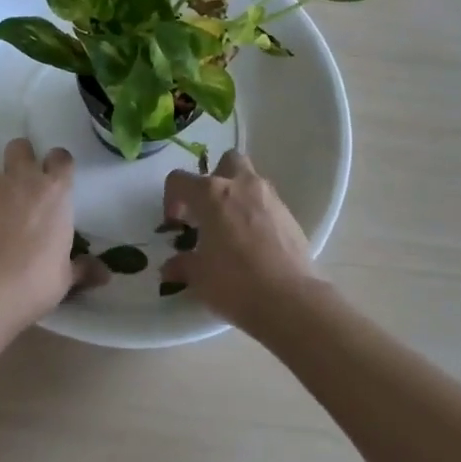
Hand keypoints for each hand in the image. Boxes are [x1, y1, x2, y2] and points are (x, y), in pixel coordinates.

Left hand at [0, 134, 95, 325]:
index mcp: (56, 192)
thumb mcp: (65, 277)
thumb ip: (82, 269)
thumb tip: (105, 274)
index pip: (61, 160)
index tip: (55, 174)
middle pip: (21, 150)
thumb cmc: (36, 281)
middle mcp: (24, 178)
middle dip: (20, 159)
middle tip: (18, 181)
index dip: (57, 164)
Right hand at [160, 150, 321, 333]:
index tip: (175, 224)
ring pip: (251, 180)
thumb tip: (171, 267)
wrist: (289, 299)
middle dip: (215, 180)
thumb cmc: (234, 282)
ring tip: (232, 229)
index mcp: (211, 194)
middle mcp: (241, 185)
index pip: (180, 180)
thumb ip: (182, 265)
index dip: (172, 199)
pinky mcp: (290, 215)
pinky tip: (254, 244)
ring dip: (238, 196)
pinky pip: (268, 204)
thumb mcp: (199, 277)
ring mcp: (269, 197)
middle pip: (226, 162)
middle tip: (209, 211)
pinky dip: (258, 214)